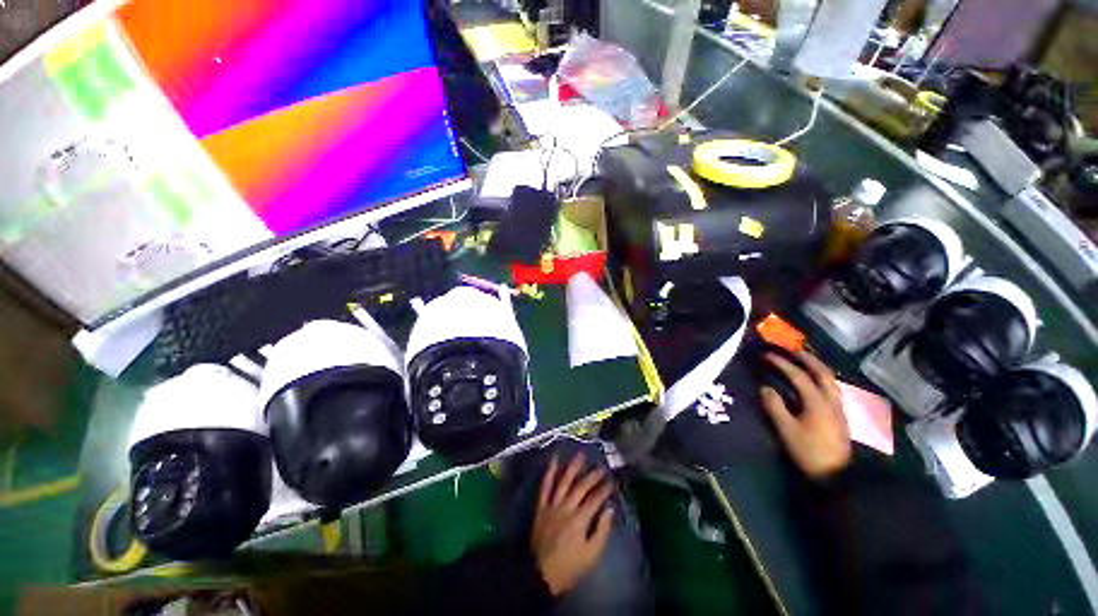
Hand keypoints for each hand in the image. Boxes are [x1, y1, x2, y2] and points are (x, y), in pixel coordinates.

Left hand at [531, 453, 614, 596]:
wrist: (539, 574)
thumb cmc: (569, 567)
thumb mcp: (591, 556)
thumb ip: (602, 531)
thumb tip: (610, 509)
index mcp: (579, 520)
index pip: (595, 499)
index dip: (604, 488)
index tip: (612, 480)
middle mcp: (566, 508)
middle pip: (581, 487)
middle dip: (592, 476)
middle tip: (601, 467)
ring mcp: (552, 505)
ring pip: (563, 481)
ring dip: (572, 467)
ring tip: (581, 454)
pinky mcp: (541, 506)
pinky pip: (545, 486)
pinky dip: (550, 471)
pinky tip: (554, 460)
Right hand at [761, 351, 851, 478]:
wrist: (837, 475)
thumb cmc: (809, 451)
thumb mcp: (787, 430)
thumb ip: (775, 406)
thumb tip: (765, 387)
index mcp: (817, 402)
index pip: (798, 375)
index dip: (782, 363)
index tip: (767, 355)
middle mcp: (831, 400)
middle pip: (822, 373)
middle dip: (807, 359)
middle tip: (792, 350)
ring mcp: (838, 408)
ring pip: (831, 380)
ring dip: (818, 367)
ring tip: (805, 361)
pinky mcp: (840, 416)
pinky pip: (832, 388)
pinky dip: (823, 378)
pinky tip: (816, 382)